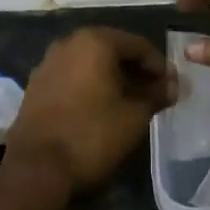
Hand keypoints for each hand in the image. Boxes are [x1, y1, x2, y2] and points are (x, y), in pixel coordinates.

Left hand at [5, 28, 174, 198]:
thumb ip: (156, 94)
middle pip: (113, 50)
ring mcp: (49, 61)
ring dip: (112, 77)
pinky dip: (90, 84)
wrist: (35, 169)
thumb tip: (174, 84)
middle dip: (135, 70)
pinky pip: (72, 75)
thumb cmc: (91, 136)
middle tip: (153, 94)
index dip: (159, 65)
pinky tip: (100, 108)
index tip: (171, 87)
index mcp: (95, 41)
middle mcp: (69, 42)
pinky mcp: (37, 83)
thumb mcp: (134, 116)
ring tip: (129, 102)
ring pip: (91, 62)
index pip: (138, 45)